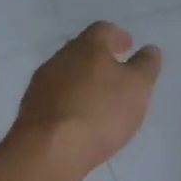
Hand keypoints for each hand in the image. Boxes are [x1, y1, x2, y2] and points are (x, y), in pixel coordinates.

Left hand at [13, 22, 161, 177]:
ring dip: (82, 82)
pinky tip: (78, 119)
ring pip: (66, 74)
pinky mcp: (30, 108)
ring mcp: (41, 83)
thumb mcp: (137, 88)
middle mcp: (60, 57)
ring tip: (98, 99)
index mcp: (88, 46)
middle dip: (99, 59)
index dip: (118, 37)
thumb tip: (150, 50)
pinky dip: (69, 102)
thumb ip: (145, 66)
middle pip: (82, 51)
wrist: (49, 149)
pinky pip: (55, 98)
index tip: (128, 46)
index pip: (104, 30)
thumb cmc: (100, 112)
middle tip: (115, 73)